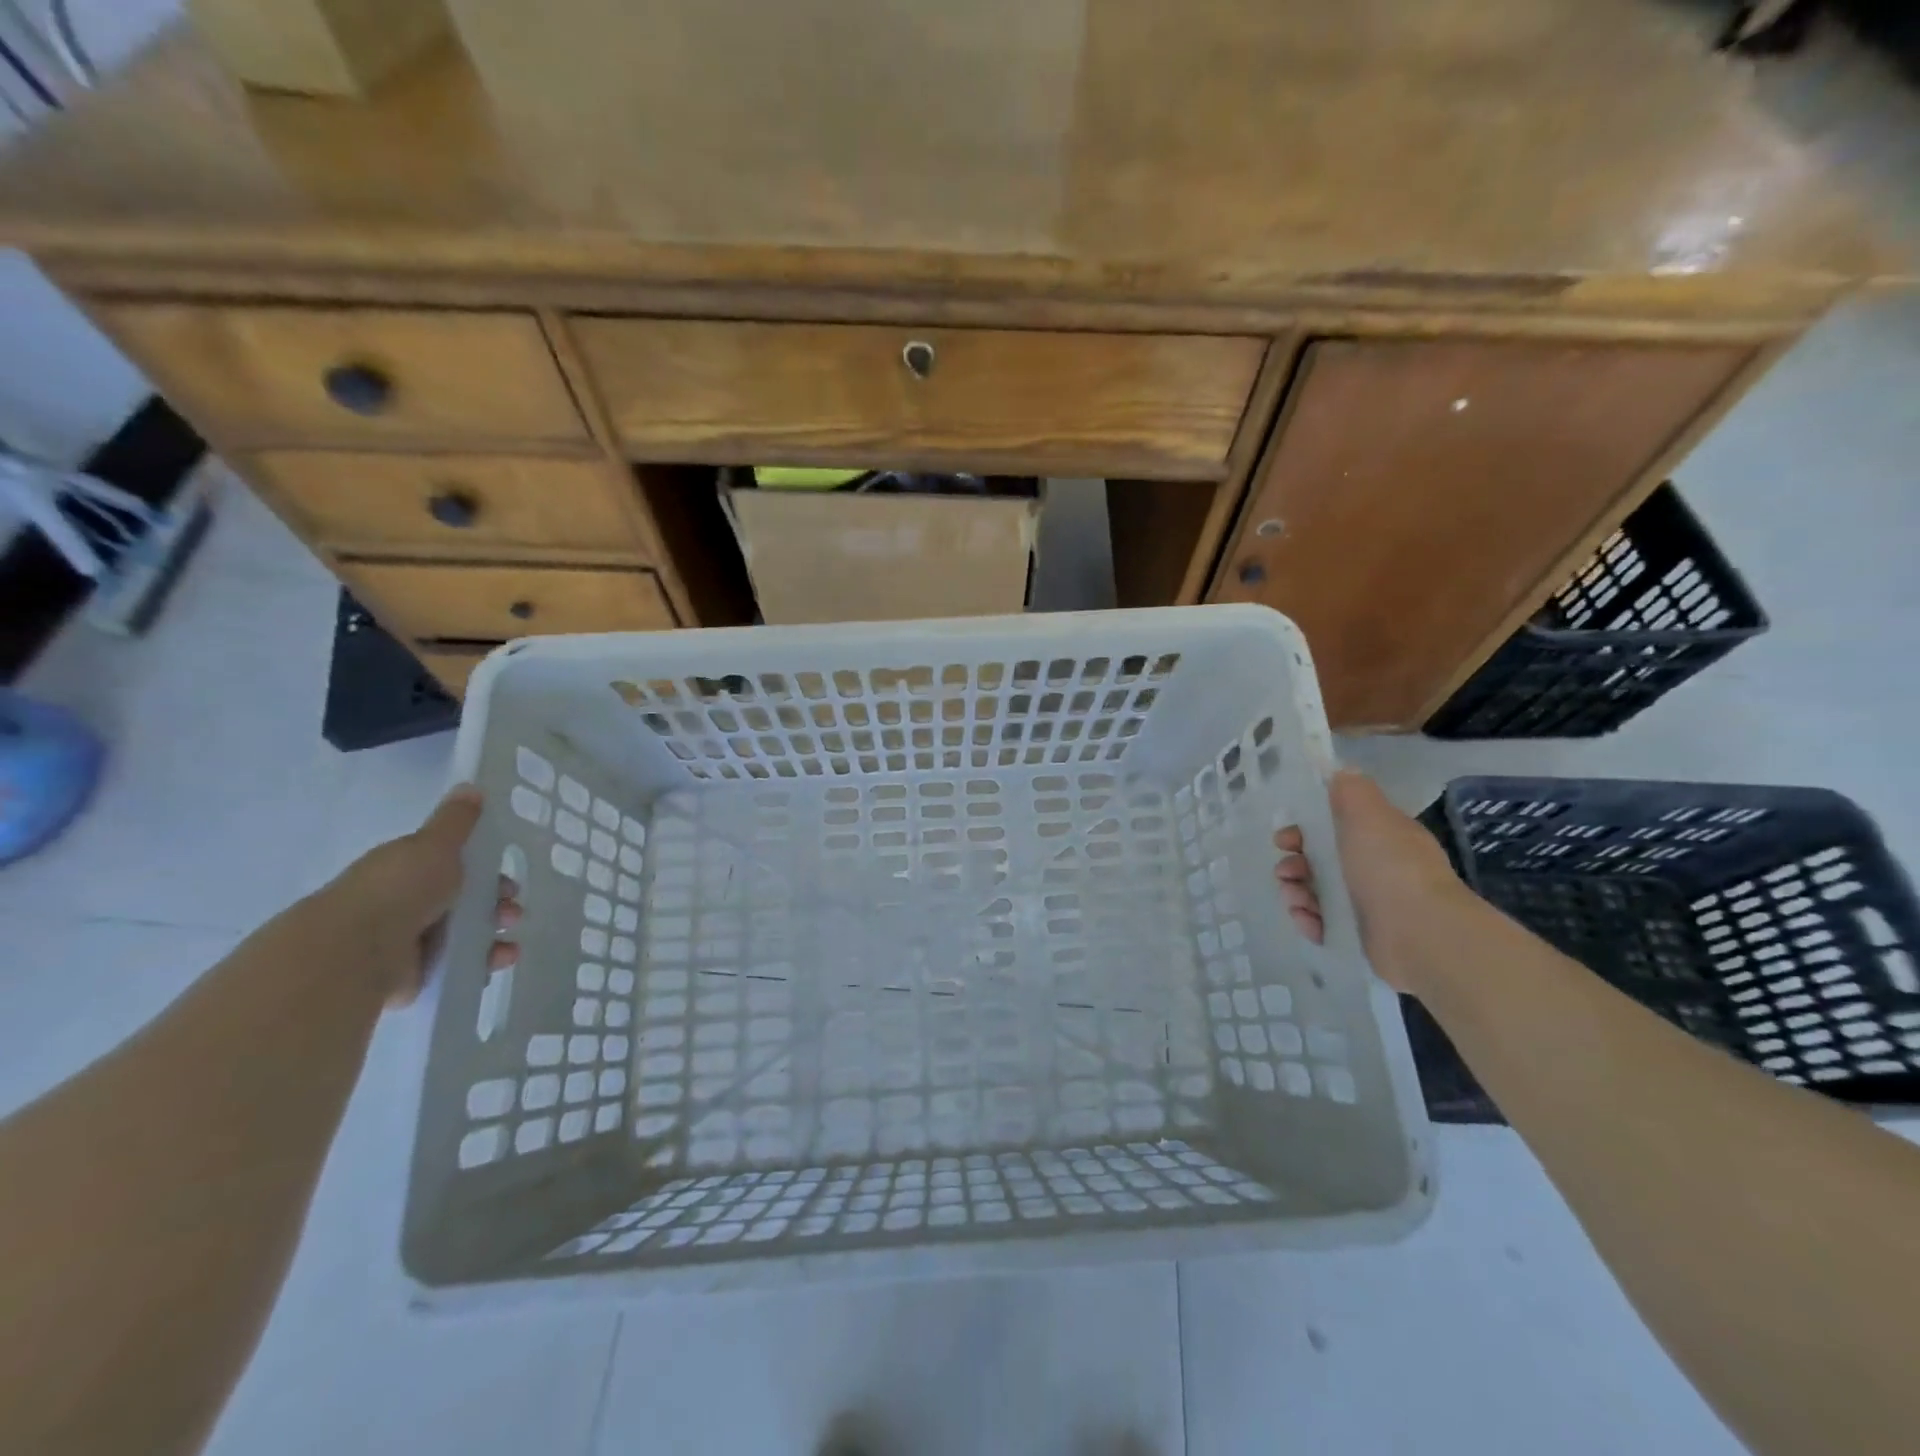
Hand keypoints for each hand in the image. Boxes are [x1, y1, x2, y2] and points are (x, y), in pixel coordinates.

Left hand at [315, 785, 520, 1006]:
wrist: (357, 951)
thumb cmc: (399, 889)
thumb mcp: (434, 845)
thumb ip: (456, 820)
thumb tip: (470, 785)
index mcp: (408, 869)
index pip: (455, 866)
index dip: (486, 869)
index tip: (507, 876)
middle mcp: (407, 903)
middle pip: (464, 901)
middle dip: (497, 903)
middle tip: (512, 909)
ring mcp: (409, 941)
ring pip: (465, 933)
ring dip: (495, 933)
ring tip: (508, 938)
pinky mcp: (415, 974)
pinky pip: (458, 965)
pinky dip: (483, 962)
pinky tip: (500, 959)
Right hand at [1274, 769, 1465, 991]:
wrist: (1420, 933)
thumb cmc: (1389, 866)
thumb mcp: (1369, 814)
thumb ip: (1352, 790)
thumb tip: (1341, 772)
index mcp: (1379, 837)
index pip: (1334, 827)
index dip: (1303, 830)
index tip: (1285, 838)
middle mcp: (1374, 868)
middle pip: (1320, 861)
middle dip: (1294, 864)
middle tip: (1287, 872)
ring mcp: (1368, 904)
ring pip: (1316, 893)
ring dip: (1296, 893)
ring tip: (1297, 900)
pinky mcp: (1360, 935)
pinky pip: (1323, 923)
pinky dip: (1310, 922)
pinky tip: (1309, 922)